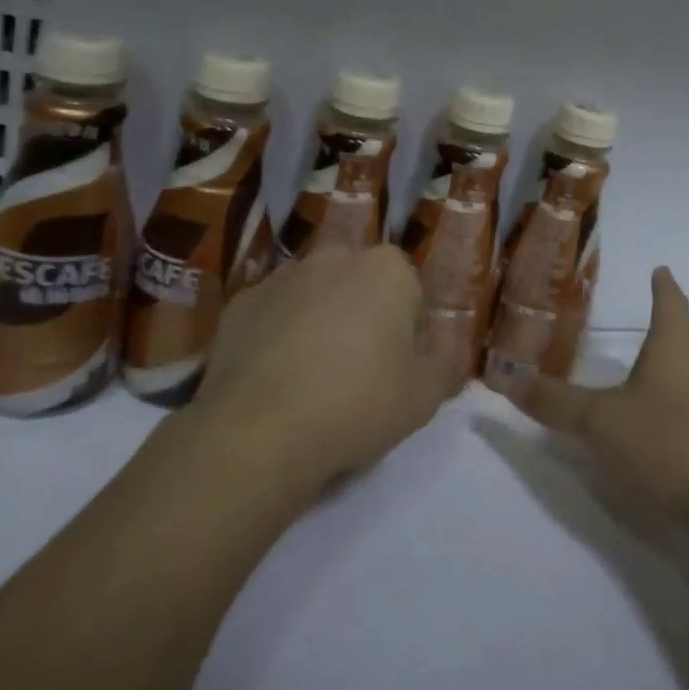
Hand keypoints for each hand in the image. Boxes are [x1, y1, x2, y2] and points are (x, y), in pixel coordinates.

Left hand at [189, 245, 453, 494]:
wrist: (257, 432)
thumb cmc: (358, 404)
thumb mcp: (426, 395)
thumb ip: (448, 361)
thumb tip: (448, 345)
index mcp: (387, 269)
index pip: (412, 295)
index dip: (410, 336)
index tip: (399, 373)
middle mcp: (335, 257)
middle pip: (362, 289)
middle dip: (364, 320)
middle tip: (359, 376)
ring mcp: (282, 276)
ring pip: (316, 298)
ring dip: (321, 325)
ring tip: (312, 382)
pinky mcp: (240, 303)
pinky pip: (273, 316)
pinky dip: (278, 338)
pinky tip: (275, 382)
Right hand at [492, 266, 688, 539]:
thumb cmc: (666, 444)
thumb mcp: (599, 423)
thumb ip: (554, 402)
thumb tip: (507, 377)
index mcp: (675, 344)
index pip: (670, 300)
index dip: (663, 285)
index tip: (660, 270)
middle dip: (675, 315)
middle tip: (660, 306)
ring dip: (682, 353)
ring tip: (661, 355)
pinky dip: (687, 389)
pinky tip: (671, 411)